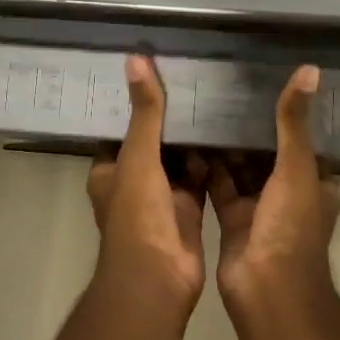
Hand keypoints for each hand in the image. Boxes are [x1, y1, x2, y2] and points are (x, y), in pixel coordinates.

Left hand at [86, 55, 207, 309]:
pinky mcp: (189, 210)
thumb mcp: (139, 156)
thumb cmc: (138, 215)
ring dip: (192, 139)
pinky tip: (229, 135)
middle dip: (170, 119)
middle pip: (153, 142)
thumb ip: (144, 112)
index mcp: (109, 170)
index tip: (158, 73)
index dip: (136, 104)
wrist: (158, 279)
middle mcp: (133, 181)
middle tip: (195, 81)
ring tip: (215, 100)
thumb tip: (136, 59)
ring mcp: (162, 197)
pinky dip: (211, 162)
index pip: (121, 128)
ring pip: (178, 160)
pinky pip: (200, 178)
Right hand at [208, 65, 339, 305]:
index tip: (262, 82)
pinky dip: (207, 168)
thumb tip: (310, 70)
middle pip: (268, 152)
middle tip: (223, 89)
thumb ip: (294, 122)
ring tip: (203, 106)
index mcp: (314, 181)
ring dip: (227, 145)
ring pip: (242, 168)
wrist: (266, 290)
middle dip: (249, 127)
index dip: (286, 113)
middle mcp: (288, 192)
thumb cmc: (290, 226)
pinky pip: (219, 185)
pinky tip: (188, 140)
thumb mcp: (296, 167)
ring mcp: (260, 207)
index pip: (302, 138)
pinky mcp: (232, 219)